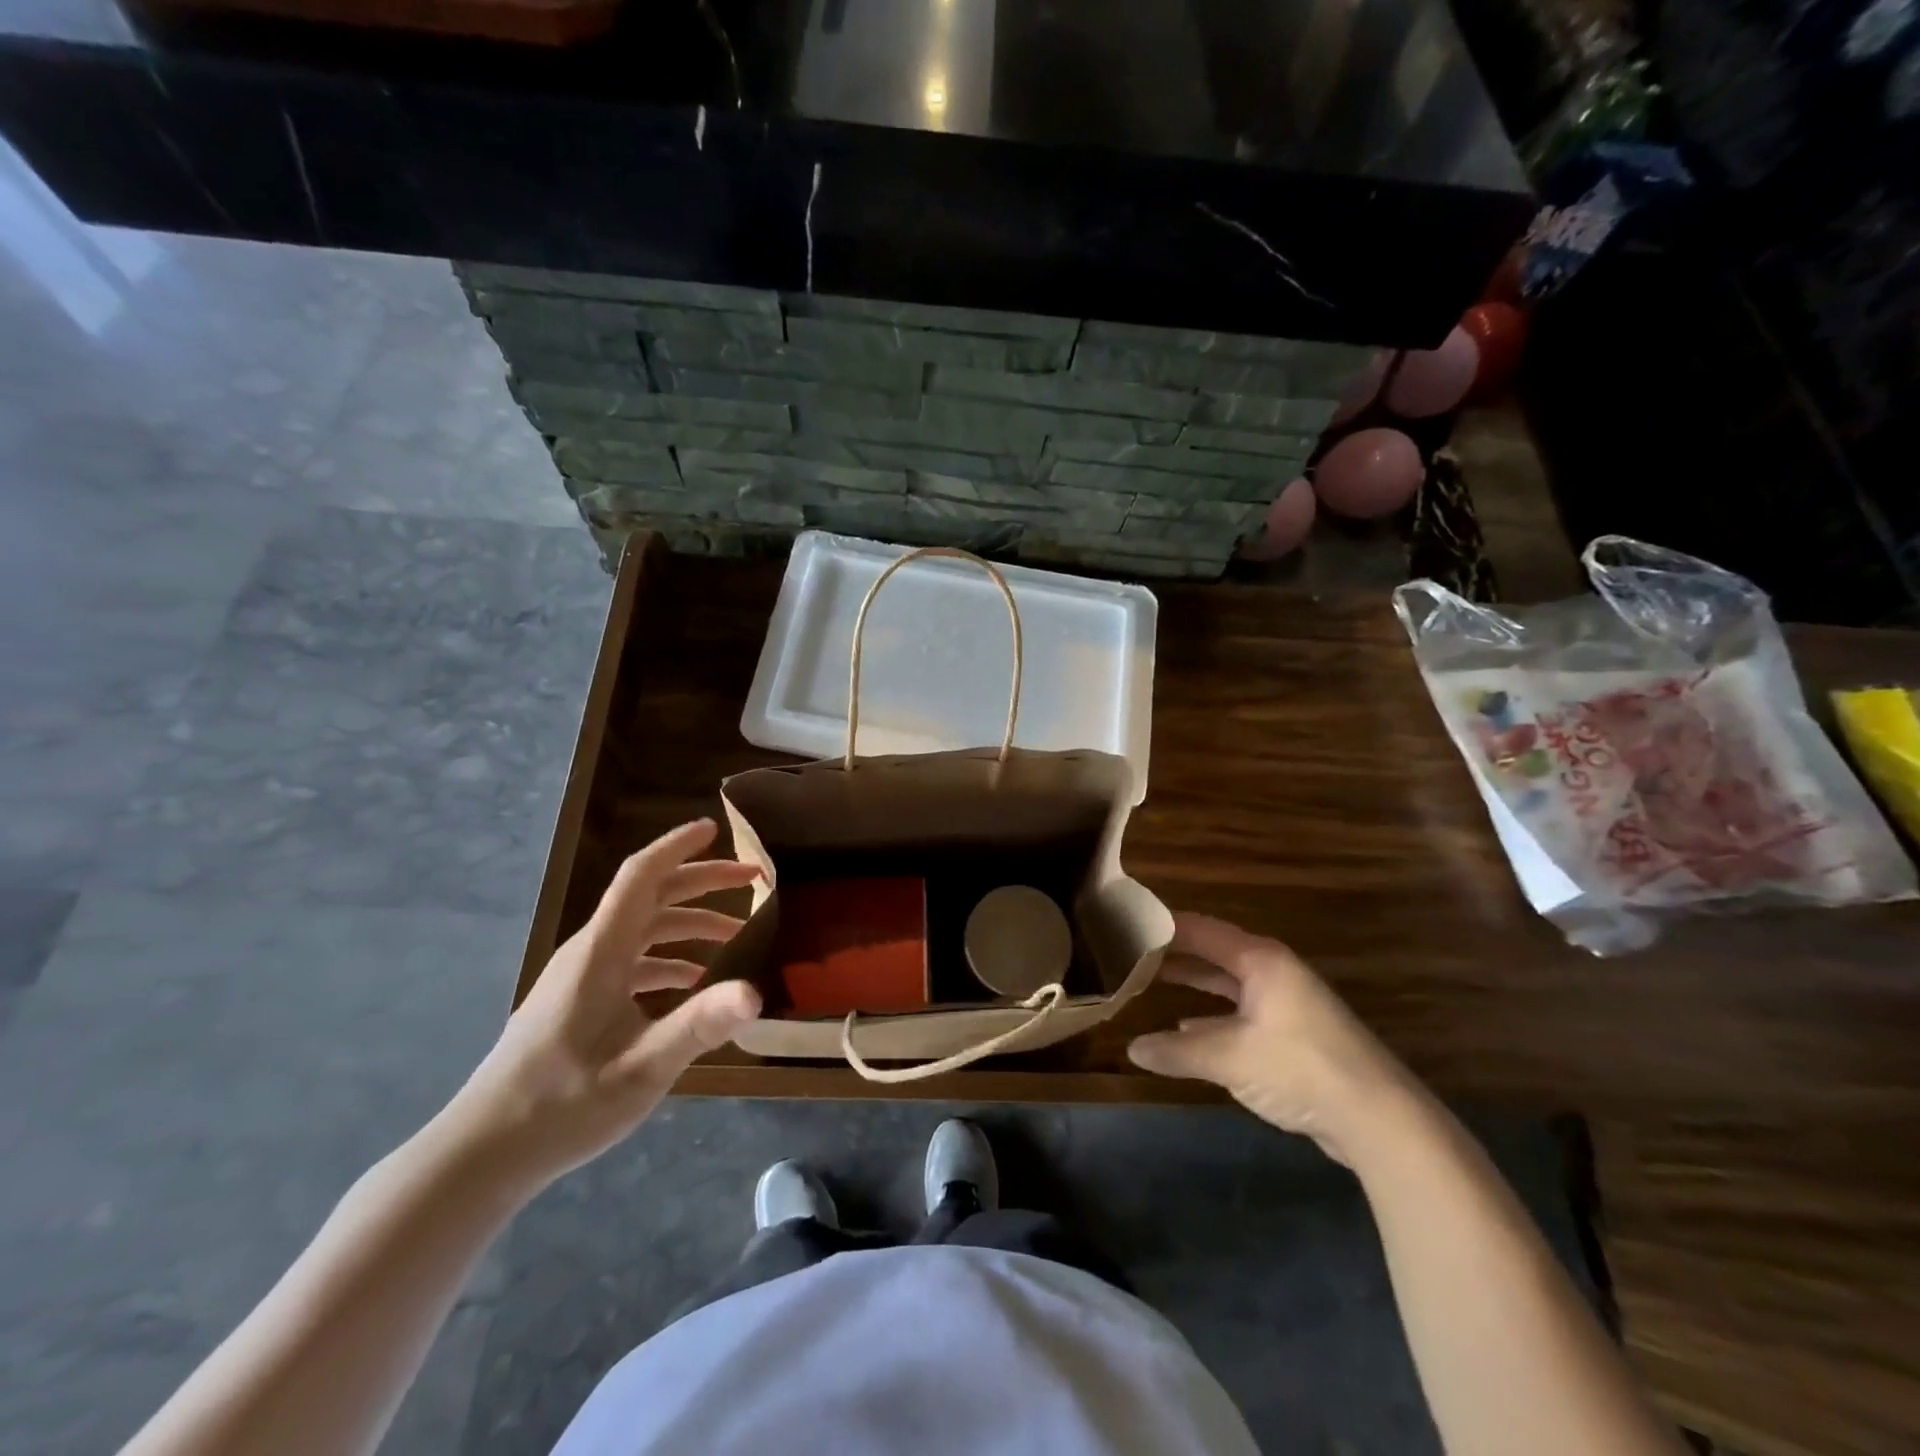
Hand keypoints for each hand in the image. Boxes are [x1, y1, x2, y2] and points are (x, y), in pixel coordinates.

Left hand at [441, 820, 762, 1187]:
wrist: (482, 1153)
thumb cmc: (562, 1105)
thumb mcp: (642, 1067)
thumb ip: (699, 1026)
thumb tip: (756, 992)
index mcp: (601, 952)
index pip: (641, 876)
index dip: (678, 846)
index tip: (716, 828)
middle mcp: (590, 952)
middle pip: (649, 896)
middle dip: (702, 882)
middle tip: (752, 878)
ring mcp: (581, 977)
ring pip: (643, 930)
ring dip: (690, 924)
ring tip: (736, 935)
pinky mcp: (578, 1002)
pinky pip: (632, 961)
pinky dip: (669, 959)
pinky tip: (693, 985)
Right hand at [1127, 914, 1418, 1163]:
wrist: (1380, 1119)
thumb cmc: (1300, 1068)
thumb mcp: (1230, 1058)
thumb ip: (1178, 1050)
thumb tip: (1131, 1048)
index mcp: (1260, 960)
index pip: (1200, 929)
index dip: (1163, 926)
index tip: (1125, 924)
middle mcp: (1273, 971)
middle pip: (1214, 952)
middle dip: (1174, 954)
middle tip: (1130, 953)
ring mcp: (1287, 1002)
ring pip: (1228, 982)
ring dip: (1194, 983)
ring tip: (1150, 982)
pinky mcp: (1294, 1033)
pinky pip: (1241, 1010)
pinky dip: (1213, 1015)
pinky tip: (1188, 1027)